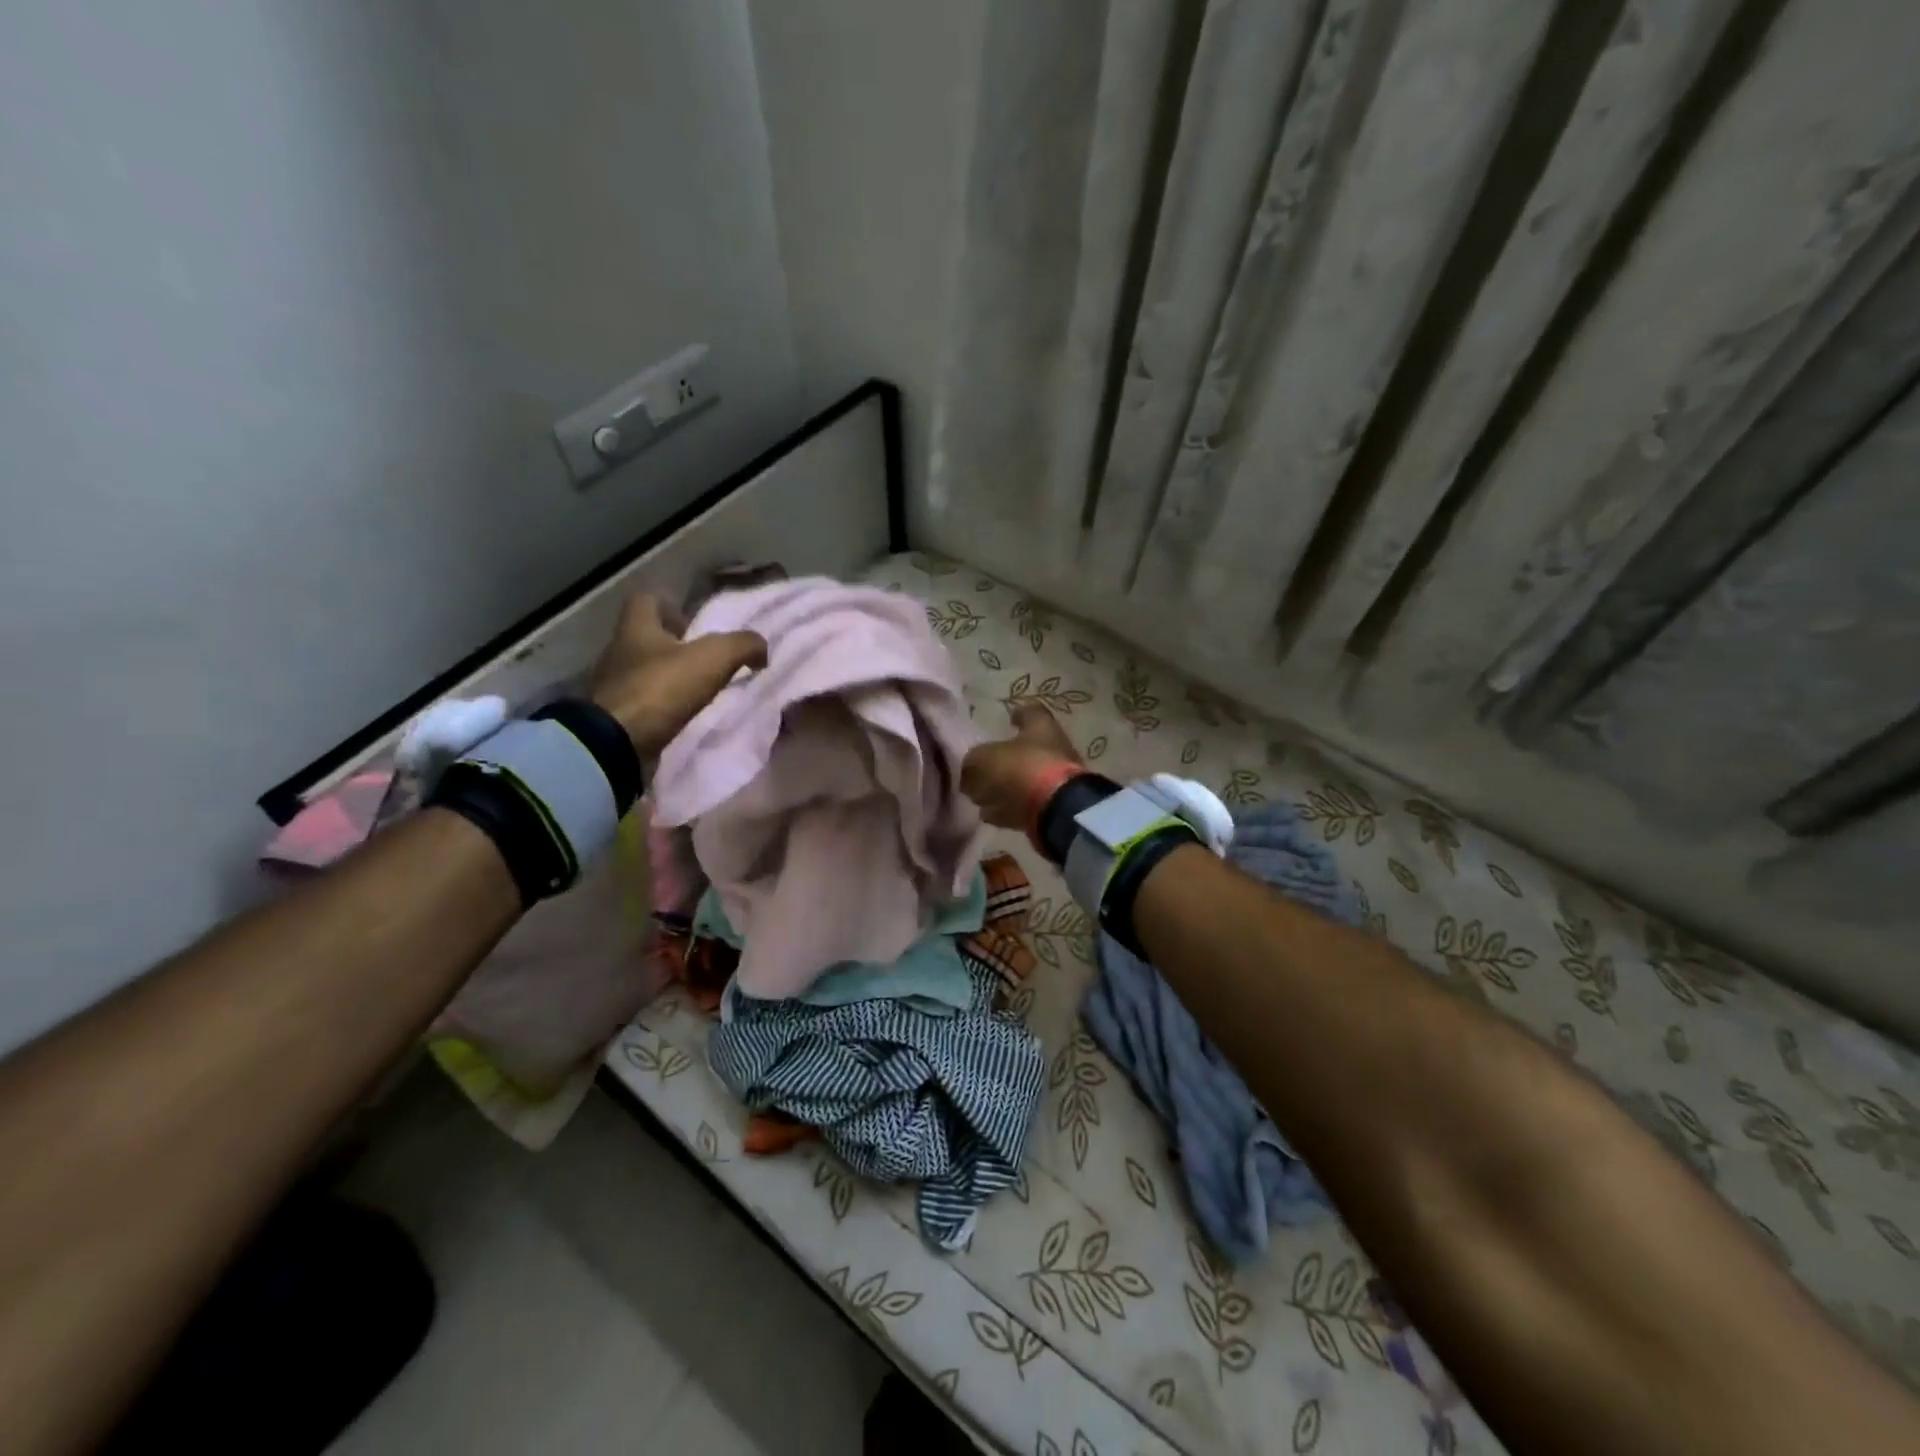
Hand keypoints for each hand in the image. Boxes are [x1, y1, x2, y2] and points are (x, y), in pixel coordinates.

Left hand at [589, 595, 766, 754]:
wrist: (617, 743)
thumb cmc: (662, 688)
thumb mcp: (714, 658)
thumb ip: (743, 645)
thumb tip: (761, 649)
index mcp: (636, 628)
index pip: (646, 600)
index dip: (671, 606)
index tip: (694, 624)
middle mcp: (618, 652)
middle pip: (645, 638)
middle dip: (673, 646)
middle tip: (704, 660)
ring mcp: (613, 686)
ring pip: (643, 671)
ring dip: (668, 677)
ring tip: (697, 691)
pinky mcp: (614, 717)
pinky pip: (642, 702)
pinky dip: (661, 706)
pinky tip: (681, 716)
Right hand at [960, 704, 1082, 828]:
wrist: (1056, 809)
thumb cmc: (1021, 769)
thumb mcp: (984, 760)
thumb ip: (972, 763)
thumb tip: (968, 771)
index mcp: (1041, 726)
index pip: (1031, 711)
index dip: (1019, 714)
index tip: (1009, 719)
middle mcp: (1054, 748)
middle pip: (1028, 749)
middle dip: (1006, 758)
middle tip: (983, 766)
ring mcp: (1057, 779)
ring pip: (1026, 778)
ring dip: (1006, 786)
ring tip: (981, 795)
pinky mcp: (1056, 806)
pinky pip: (1027, 804)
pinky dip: (1010, 808)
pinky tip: (990, 814)